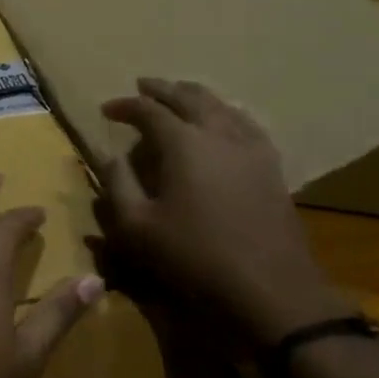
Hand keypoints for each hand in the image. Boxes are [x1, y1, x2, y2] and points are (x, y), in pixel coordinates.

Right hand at [98, 78, 355, 348]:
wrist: (271, 290)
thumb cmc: (195, 258)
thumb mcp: (137, 228)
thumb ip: (118, 185)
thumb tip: (109, 156)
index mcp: (183, 143)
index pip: (148, 111)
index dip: (125, 106)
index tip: (107, 109)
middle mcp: (218, 134)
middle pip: (189, 97)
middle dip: (162, 89)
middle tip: (143, 86)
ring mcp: (251, 149)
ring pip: (221, 106)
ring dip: (195, 96)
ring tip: (180, 95)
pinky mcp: (271, 168)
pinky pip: (246, 124)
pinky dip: (227, 113)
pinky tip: (226, 122)